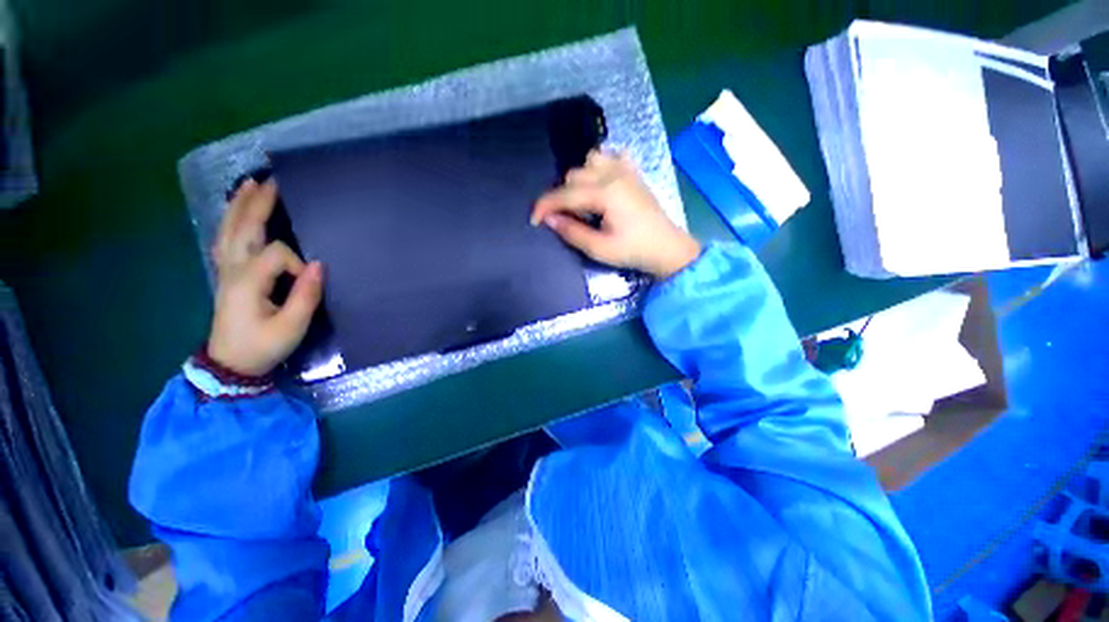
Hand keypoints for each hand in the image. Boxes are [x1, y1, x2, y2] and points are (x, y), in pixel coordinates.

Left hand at [208, 179, 323, 376]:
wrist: (231, 364)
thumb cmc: (262, 346)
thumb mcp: (291, 326)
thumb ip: (306, 295)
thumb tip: (319, 266)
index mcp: (248, 281)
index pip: (278, 255)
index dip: (299, 265)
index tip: (310, 283)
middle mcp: (233, 269)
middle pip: (244, 228)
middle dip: (258, 204)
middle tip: (272, 182)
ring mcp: (226, 271)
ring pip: (229, 230)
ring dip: (240, 206)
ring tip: (249, 185)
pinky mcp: (226, 275)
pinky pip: (224, 241)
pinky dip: (229, 222)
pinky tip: (235, 213)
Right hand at [531, 151, 700, 278]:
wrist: (666, 248)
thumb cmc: (633, 251)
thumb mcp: (599, 249)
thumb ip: (572, 232)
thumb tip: (549, 219)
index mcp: (605, 193)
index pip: (564, 194)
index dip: (545, 206)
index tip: (534, 220)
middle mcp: (613, 174)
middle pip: (574, 174)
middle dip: (561, 196)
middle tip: (563, 218)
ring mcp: (626, 170)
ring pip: (590, 160)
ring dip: (579, 178)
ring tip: (581, 200)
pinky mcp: (633, 173)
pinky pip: (612, 156)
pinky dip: (601, 166)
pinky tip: (601, 182)